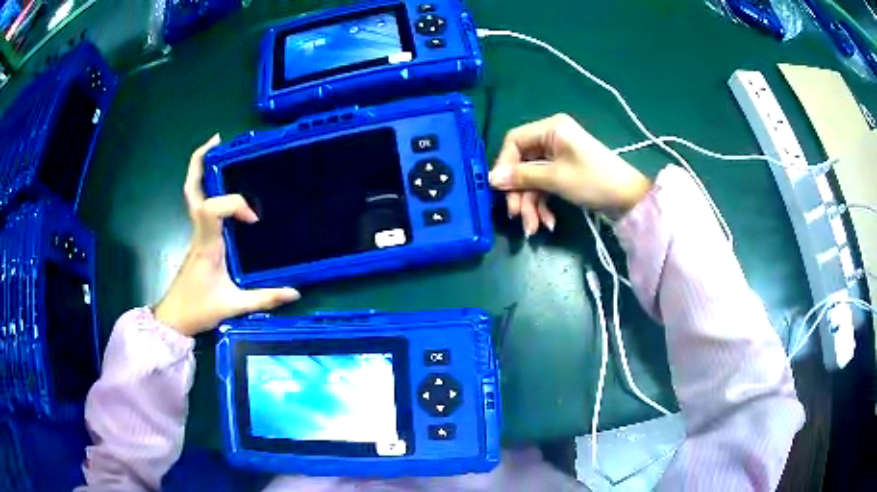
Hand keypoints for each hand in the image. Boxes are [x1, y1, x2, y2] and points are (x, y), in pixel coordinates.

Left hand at [153, 134, 299, 336]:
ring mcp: (196, 233)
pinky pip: (200, 205)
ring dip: (202, 170)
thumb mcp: (234, 306)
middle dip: (200, 161)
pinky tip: (223, 187)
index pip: (214, 208)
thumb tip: (295, 293)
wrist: (175, 318)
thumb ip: (265, 298)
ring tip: (219, 151)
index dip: (236, 204)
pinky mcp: (198, 238)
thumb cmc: (199, 309)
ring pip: (193, 194)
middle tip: (217, 141)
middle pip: (192, 190)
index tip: (254, 221)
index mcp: (206, 243)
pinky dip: (208, 188)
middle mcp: (199, 232)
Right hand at [489, 113, 651, 235]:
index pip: (514, 141)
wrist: (629, 199)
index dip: (504, 165)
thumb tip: (490, 179)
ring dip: (531, 204)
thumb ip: (521, 177)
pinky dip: (543, 204)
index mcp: (551, 128)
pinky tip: (549, 222)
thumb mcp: (555, 179)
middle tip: (517, 216)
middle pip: (522, 163)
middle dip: (520, 193)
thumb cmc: (593, 181)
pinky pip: (545, 185)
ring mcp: (559, 156)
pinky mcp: (564, 171)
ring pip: (532, 178)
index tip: (500, 190)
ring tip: (534, 227)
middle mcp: (552, 137)